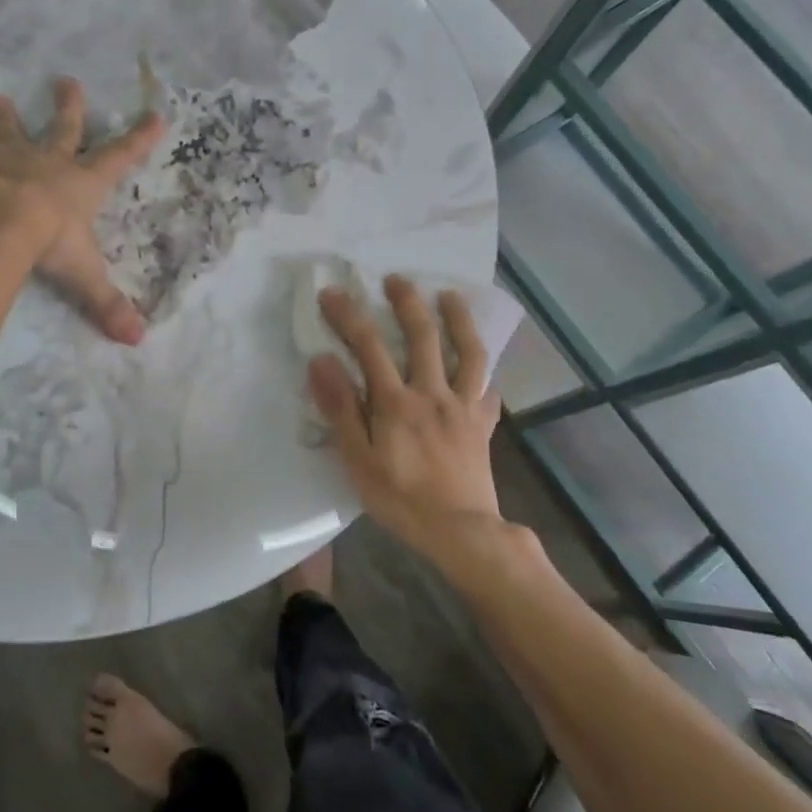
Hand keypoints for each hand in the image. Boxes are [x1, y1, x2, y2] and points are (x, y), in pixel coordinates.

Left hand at [0, 77, 164, 343]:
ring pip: (14, 132)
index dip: (139, 139)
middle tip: (67, 80)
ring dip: (9, 116)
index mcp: (83, 185)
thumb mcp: (83, 276)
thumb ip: (106, 305)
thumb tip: (137, 339)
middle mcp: (51, 164)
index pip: (120, 158)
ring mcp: (12, 160)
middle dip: (70, 107)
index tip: (156, 115)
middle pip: (65, 130)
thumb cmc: (50, 242)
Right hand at [308, 276, 505, 561]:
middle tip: (396, 278)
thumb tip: (322, 361)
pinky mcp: (482, 424)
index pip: (368, 347)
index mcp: (396, 402)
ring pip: (468, 353)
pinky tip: (482, 367)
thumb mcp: (358, 460)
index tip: (333, 293)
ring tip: (450, 296)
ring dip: (459, 320)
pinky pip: (488, 390)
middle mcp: (432, 393)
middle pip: (422, 337)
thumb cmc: (401, 500)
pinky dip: (485, 373)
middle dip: (407, 302)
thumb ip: (341, 409)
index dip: (349, 316)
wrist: (461, 532)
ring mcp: (463, 407)